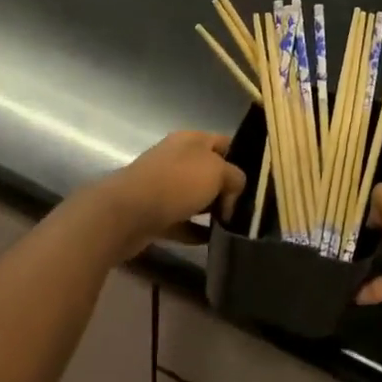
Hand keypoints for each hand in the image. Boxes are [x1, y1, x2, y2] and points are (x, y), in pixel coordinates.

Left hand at [94, 131, 245, 258]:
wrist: (126, 213)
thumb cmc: (175, 183)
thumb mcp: (217, 171)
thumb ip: (235, 177)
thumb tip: (233, 191)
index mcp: (191, 140)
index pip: (224, 142)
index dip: (241, 158)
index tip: (255, 182)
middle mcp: (176, 158)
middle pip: (210, 171)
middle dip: (227, 189)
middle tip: (246, 209)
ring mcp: (163, 186)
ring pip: (195, 197)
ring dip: (211, 211)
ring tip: (232, 227)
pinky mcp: (154, 213)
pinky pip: (181, 221)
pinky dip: (195, 231)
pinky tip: (212, 241)